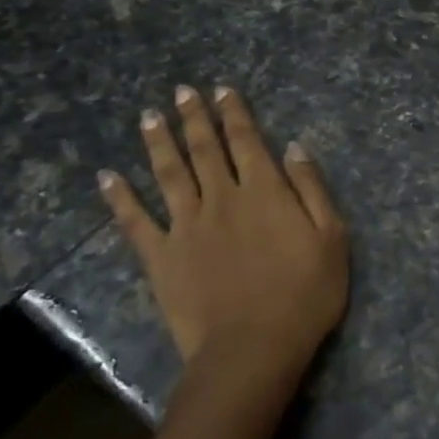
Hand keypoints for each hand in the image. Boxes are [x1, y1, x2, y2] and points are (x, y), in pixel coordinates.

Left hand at [99, 86, 348, 402]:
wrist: (253, 348)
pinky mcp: (161, 257)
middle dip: (195, 118)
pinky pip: (135, 222)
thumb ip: (311, 189)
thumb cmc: (304, 294)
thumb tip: (294, 147)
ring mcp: (186, 227)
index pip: (247, 141)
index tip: (222, 90)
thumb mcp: (332, 238)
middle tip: (182, 92)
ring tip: (150, 117)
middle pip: (205, 149)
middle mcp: (222, 198)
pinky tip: (107, 177)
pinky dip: (120, 198)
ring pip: (169, 174)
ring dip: (159, 143)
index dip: (234, 113)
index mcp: (264, 191)